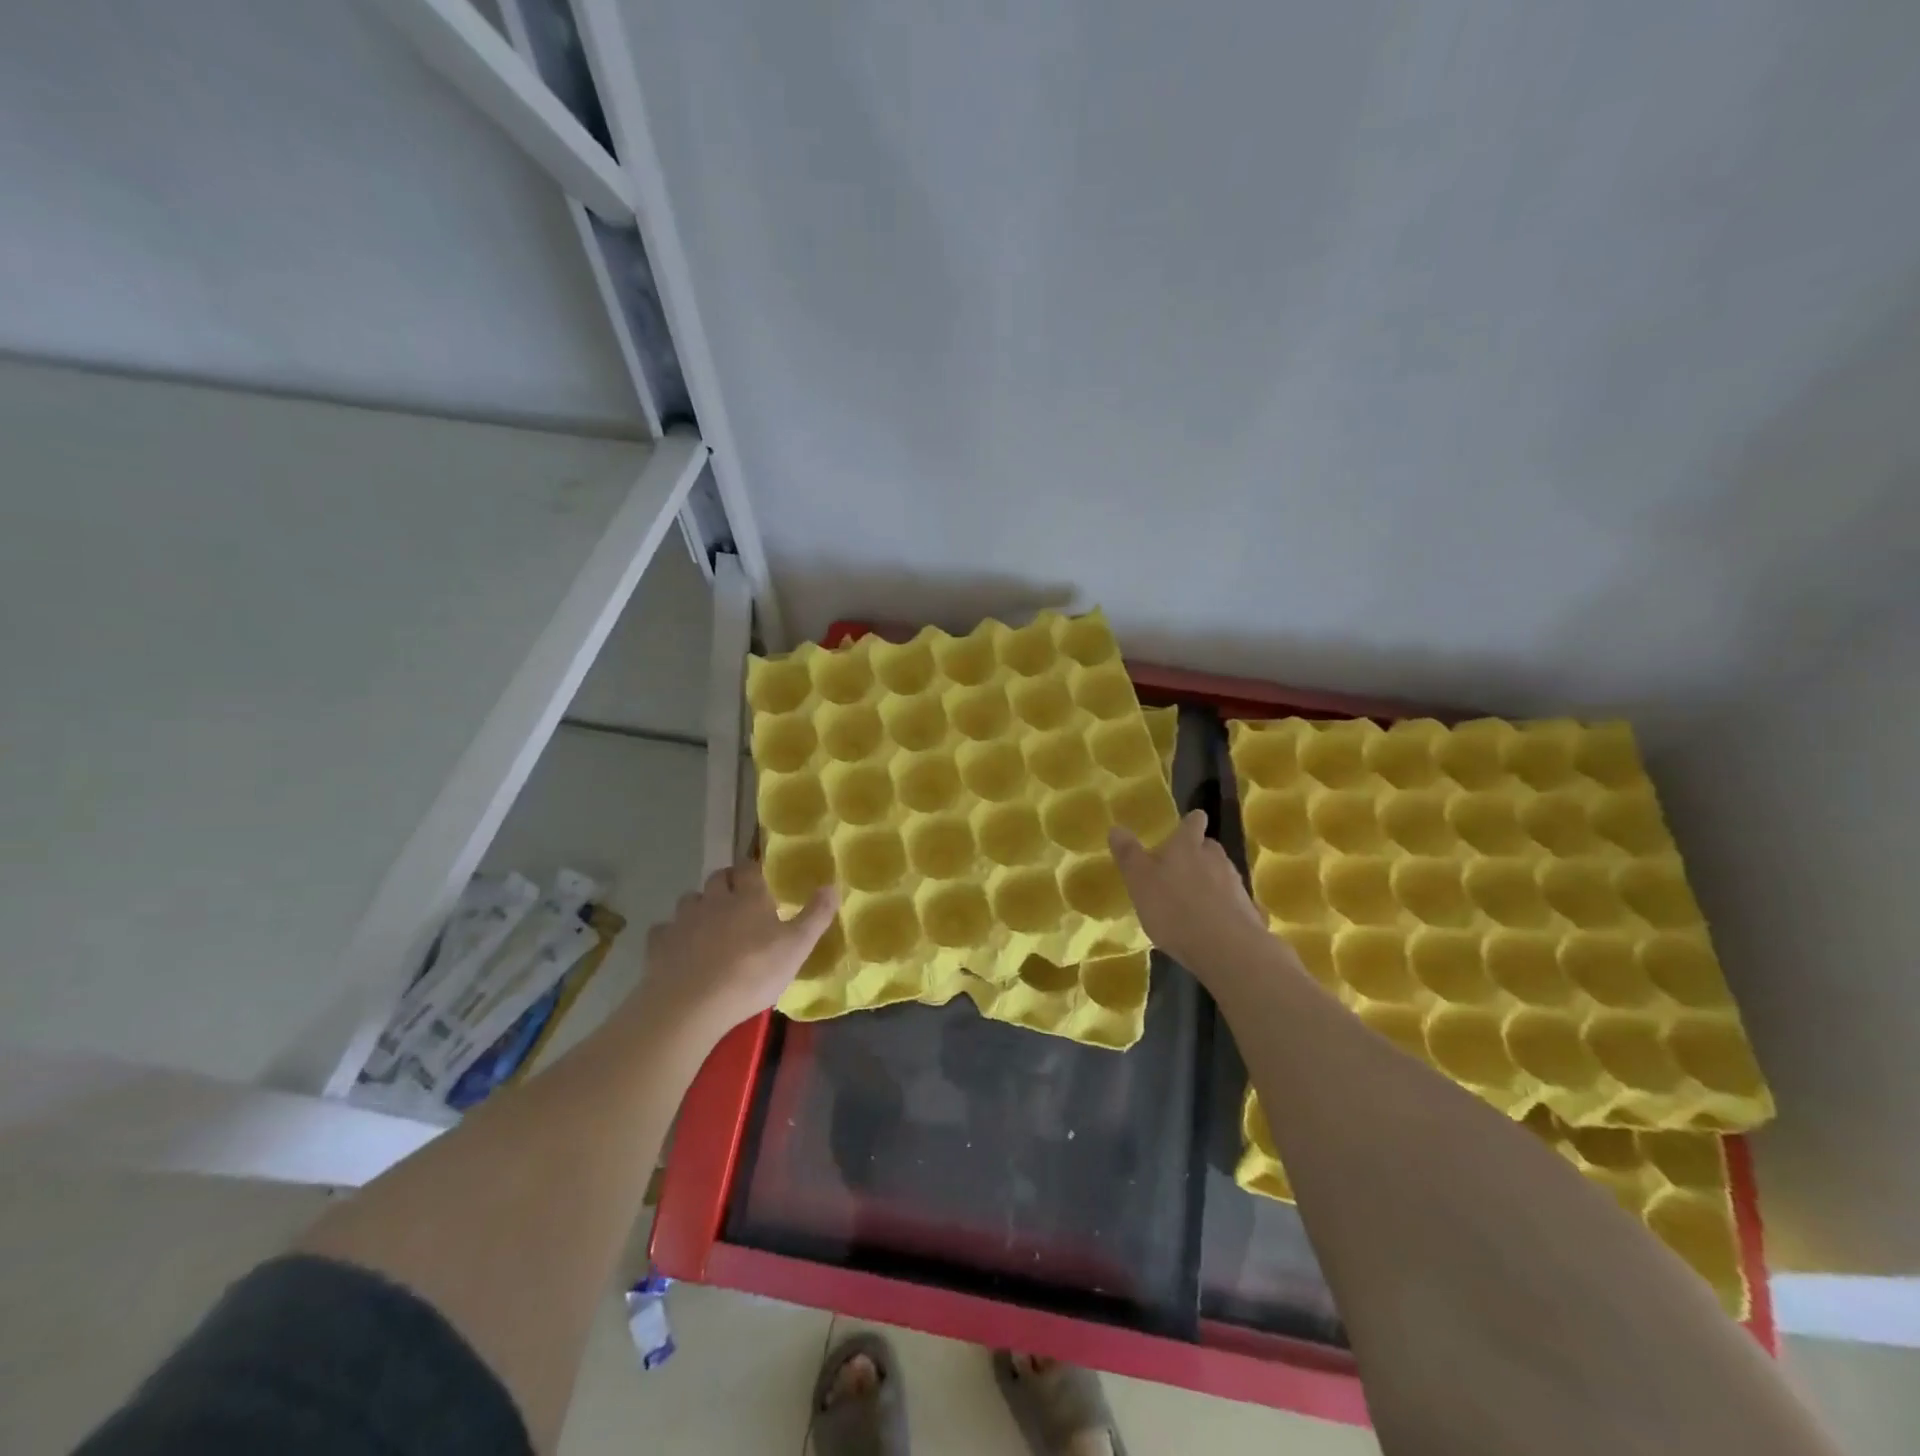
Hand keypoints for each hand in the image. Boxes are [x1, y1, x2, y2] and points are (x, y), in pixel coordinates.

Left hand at [635, 861, 837, 1044]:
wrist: (691, 1004)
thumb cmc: (752, 973)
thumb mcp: (797, 947)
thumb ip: (816, 916)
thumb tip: (832, 885)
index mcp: (748, 897)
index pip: (748, 868)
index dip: (752, 869)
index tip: (758, 877)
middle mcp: (714, 900)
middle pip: (716, 878)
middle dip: (725, 882)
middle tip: (736, 899)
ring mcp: (683, 921)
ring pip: (689, 900)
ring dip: (699, 906)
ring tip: (708, 924)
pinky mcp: (659, 944)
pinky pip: (664, 931)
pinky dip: (672, 935)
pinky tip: (678, 949)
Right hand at [1109, 810, 1275, 980]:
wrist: (1226, 948)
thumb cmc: (1173, 908)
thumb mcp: (1139, 881)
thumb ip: (1128, 855)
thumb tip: (1116, 827)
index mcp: (1187, 846)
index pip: (1193, 823)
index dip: (1191, 822)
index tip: (1191, 822)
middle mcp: (1214, 858)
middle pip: (1209, 847)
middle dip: (1199, 853)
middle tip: (1183, 866)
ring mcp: (1235, 884)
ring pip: (1222, 874)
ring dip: (1211, 881)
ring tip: (1194, 899)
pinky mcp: (1247, 911)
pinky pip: (1233, 902)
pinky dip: (1223, 907)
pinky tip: (1212, 923)